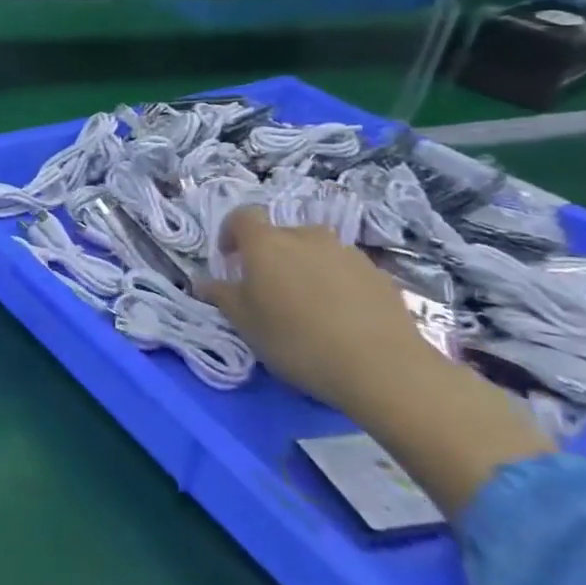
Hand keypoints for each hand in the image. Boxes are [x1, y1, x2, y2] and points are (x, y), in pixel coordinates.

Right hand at [208, 207, 428, 409]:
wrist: (383, 367)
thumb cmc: (297, 339)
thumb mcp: (245, 323)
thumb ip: (221, 296)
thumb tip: (202, 282)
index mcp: (266, 243)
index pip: (242, 216)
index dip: (231, 233)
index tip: (229, 260)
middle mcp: (306, 236)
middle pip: (281, 234)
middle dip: (271, 255)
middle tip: (269, 290)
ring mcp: (347, 253)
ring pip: (316, 251)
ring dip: (306, 268)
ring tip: (308, 306)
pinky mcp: (379, 275)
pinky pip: (346, 271)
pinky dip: (337, 284)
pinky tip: (342, 318)